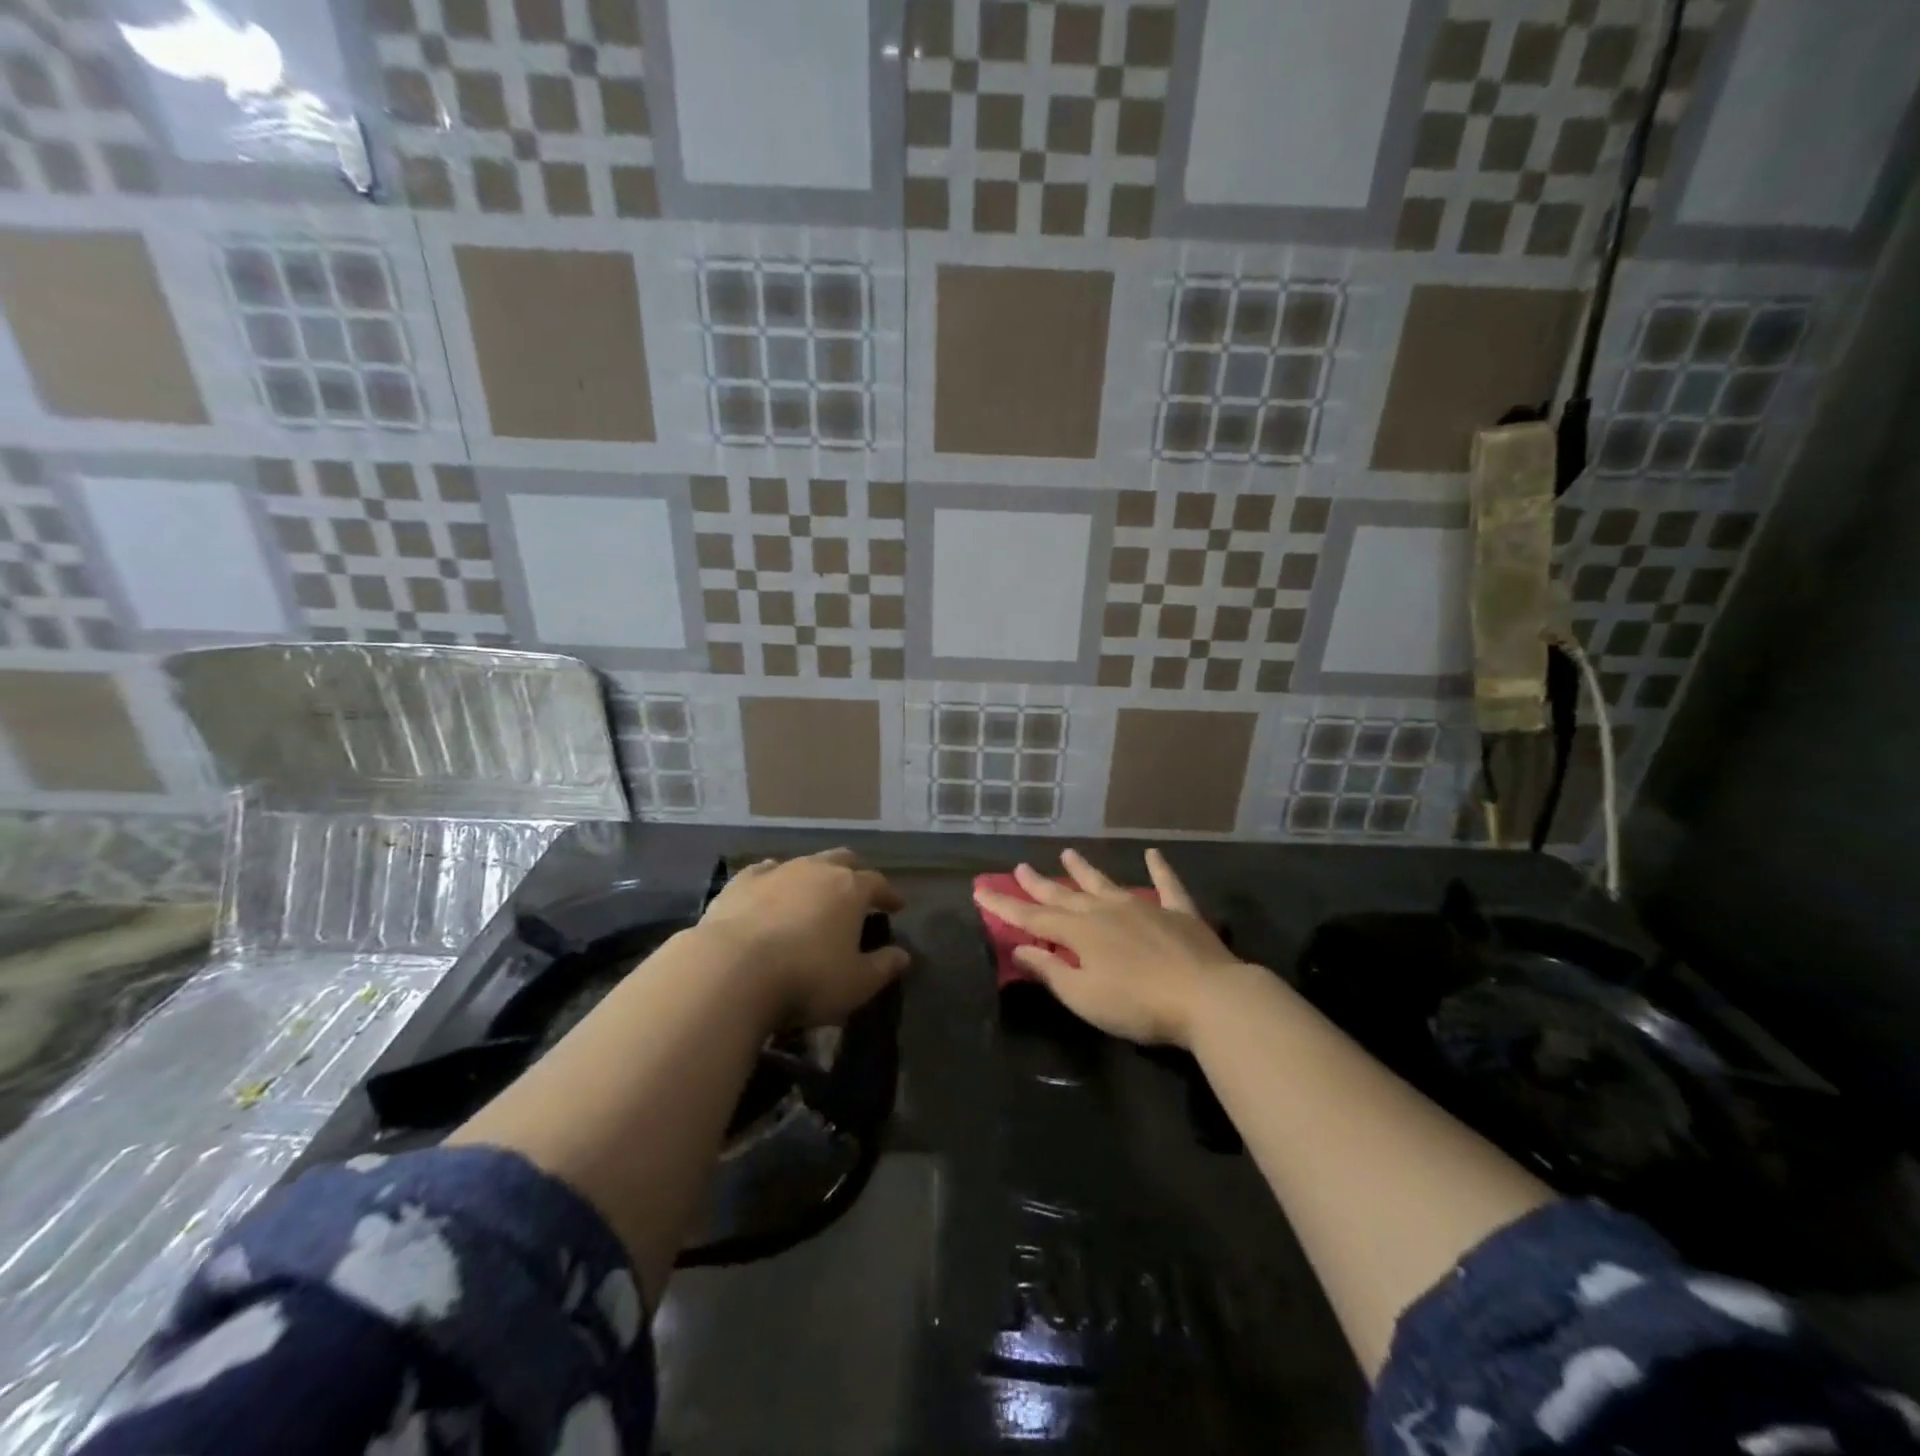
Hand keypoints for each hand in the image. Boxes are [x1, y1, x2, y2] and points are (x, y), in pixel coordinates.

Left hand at [697, 849, 909, 1028]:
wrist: (731, 970)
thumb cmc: (806, 978)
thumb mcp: (856, 983)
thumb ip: (883, 967)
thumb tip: (903, 955)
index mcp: (850, 889)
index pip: (877, 883)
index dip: (888, 894)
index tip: (896, 906)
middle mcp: (816, 870)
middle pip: (842, 860)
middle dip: (854, 873)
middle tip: (857, 892)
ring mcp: (776, 872)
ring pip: (804, 862)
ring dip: (814, 876)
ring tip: (814, 895)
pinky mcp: (740, 883)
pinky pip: (765, 872)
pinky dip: (774, 880)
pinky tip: (771, 890)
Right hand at [973, 848, 1244, 1048]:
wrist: (1207, 998)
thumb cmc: (1138, 1004)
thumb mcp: (1084, 996)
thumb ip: (1051, 970)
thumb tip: (1019, 948)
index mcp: (1080, 933)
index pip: (1033, 917)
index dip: (1005, 906)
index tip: (981, 891)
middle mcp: (1106, 911)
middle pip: (1065, 894)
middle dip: (1039, 883)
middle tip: (1020, 866)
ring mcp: (1144, 907)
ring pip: (1106, 883)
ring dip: (1084, 870)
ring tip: (1068, 853)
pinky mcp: (1179, 913)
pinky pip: (1167, 884)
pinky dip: (1159, 869)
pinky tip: (1153, 854)